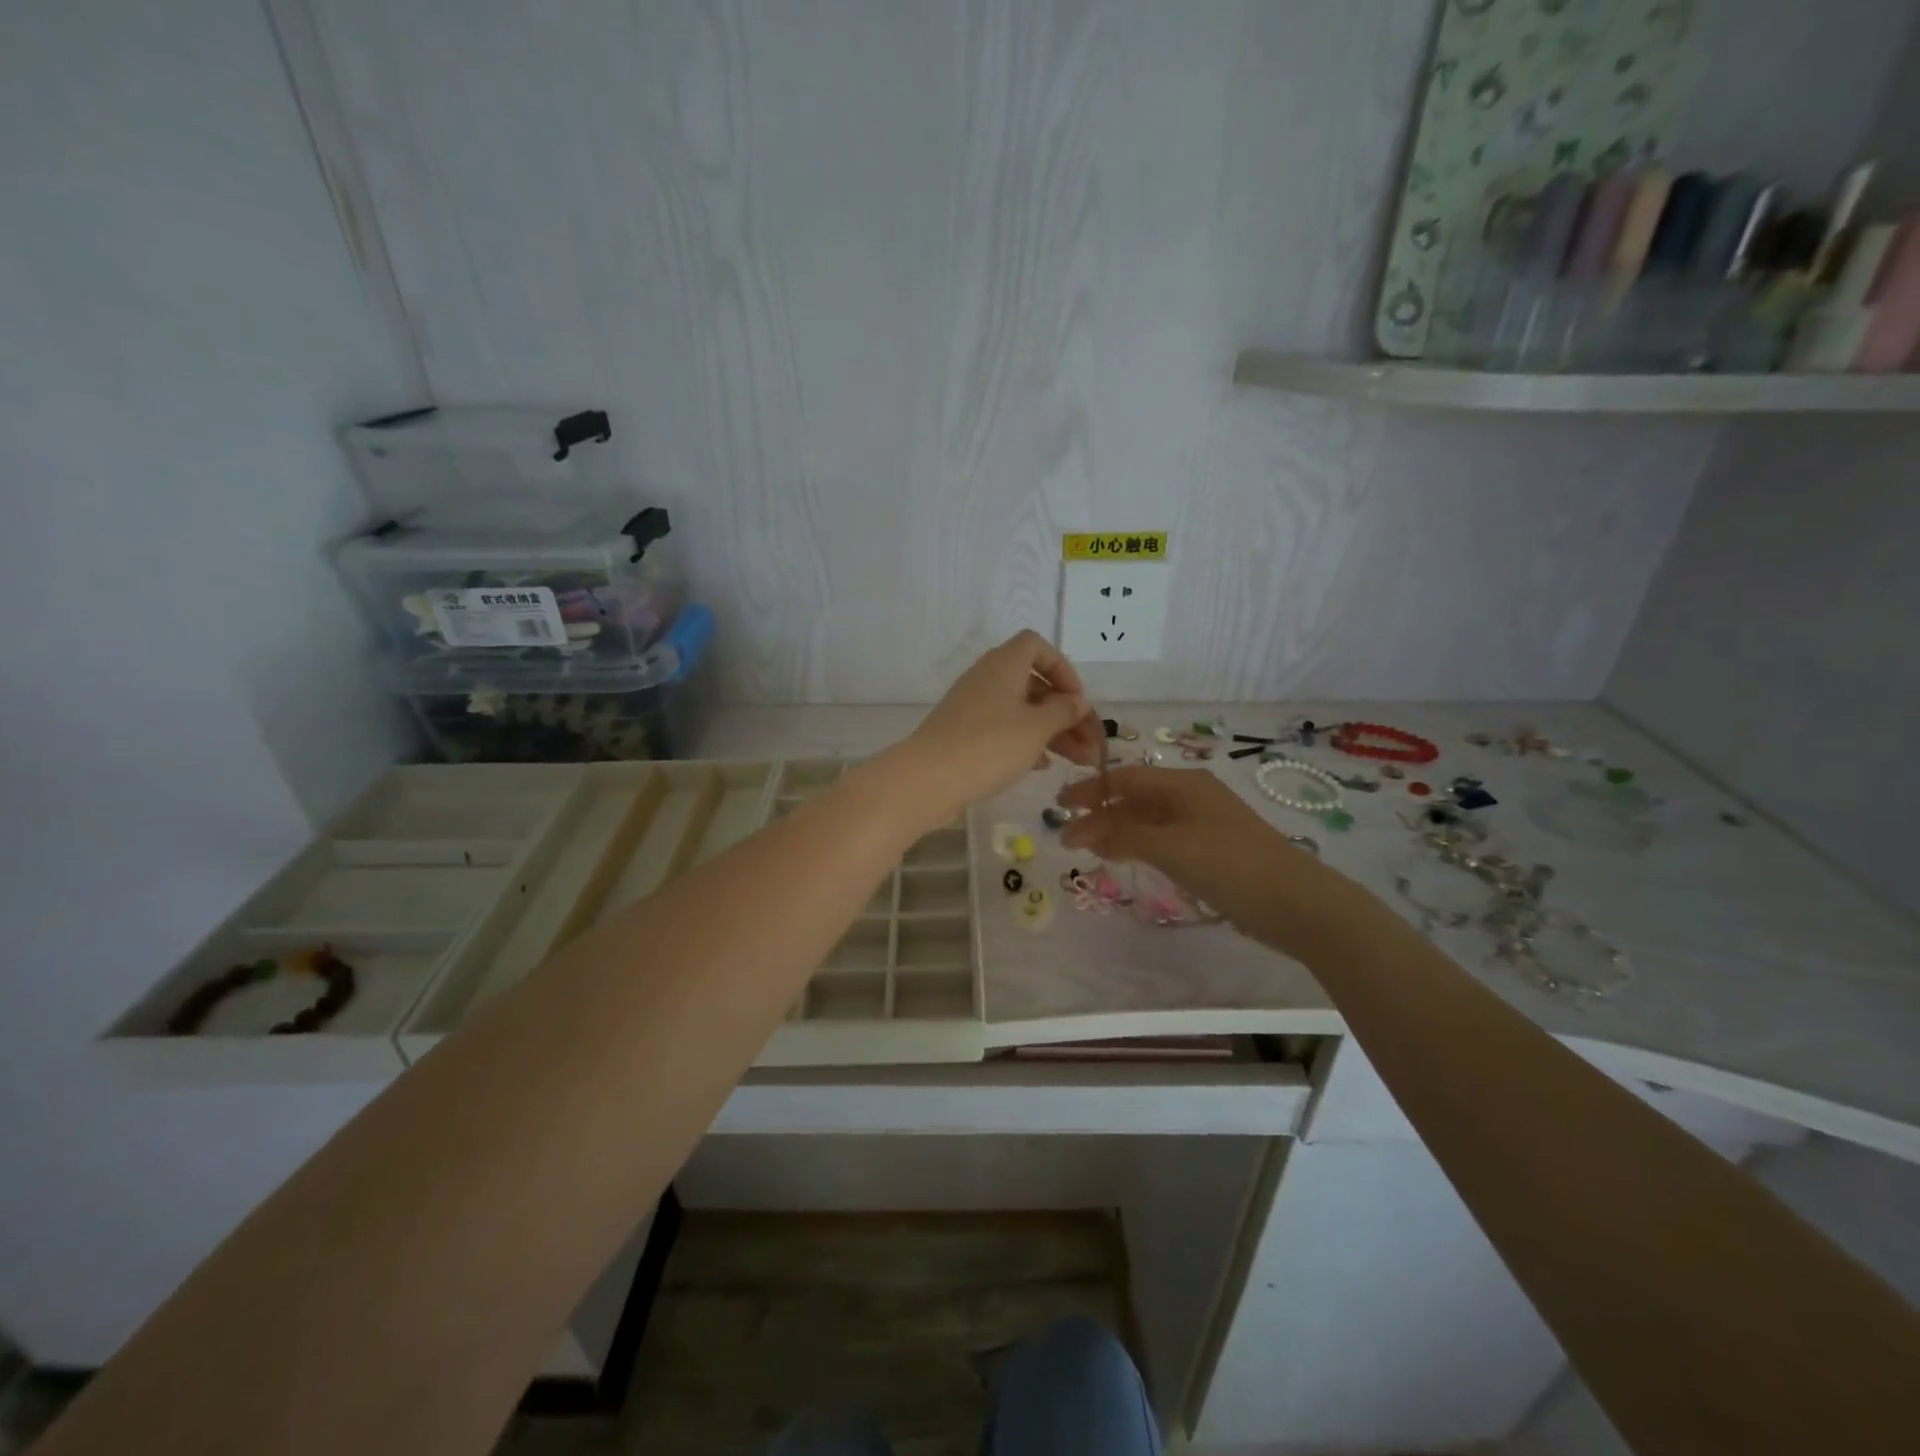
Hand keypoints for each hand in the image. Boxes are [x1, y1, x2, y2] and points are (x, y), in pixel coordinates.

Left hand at [902, 631, 1099, 818]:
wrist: (929, 778)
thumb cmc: (990, 745)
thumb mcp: (1037, 728)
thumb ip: (1063, 712)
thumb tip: (1076, 701)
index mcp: (1004, 664)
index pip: (1035, 646)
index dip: (1061, 668)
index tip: (1076, 699)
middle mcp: (987, 678)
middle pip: (1033, 683)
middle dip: (1064, 711)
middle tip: (1088, 741)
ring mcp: (972, 706)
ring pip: (1020, 709)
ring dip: (1050, 730)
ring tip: (1078, 760)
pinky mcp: (963, 732)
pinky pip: (1002, 728)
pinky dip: (1025, 741)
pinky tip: (1042, 766)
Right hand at [1057, 764, 1304, 914]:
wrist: (1295, 902)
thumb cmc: (1228, 863)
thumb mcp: (1169, 846)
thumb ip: (1122, 835)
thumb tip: (1081, 831)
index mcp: (1183, 784)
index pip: (1124, 778)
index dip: (1090, 790)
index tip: (1059, 807)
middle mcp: (1192, 796)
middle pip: (1135, 798)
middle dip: (1100, 813)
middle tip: (1068, 836)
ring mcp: (1203, 823)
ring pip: (1148, 820)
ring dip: (1117, 831)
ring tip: (1089, 849)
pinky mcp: (1211, 850)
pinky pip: (1163, 839)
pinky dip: (1138, 845)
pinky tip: (1124, 858)